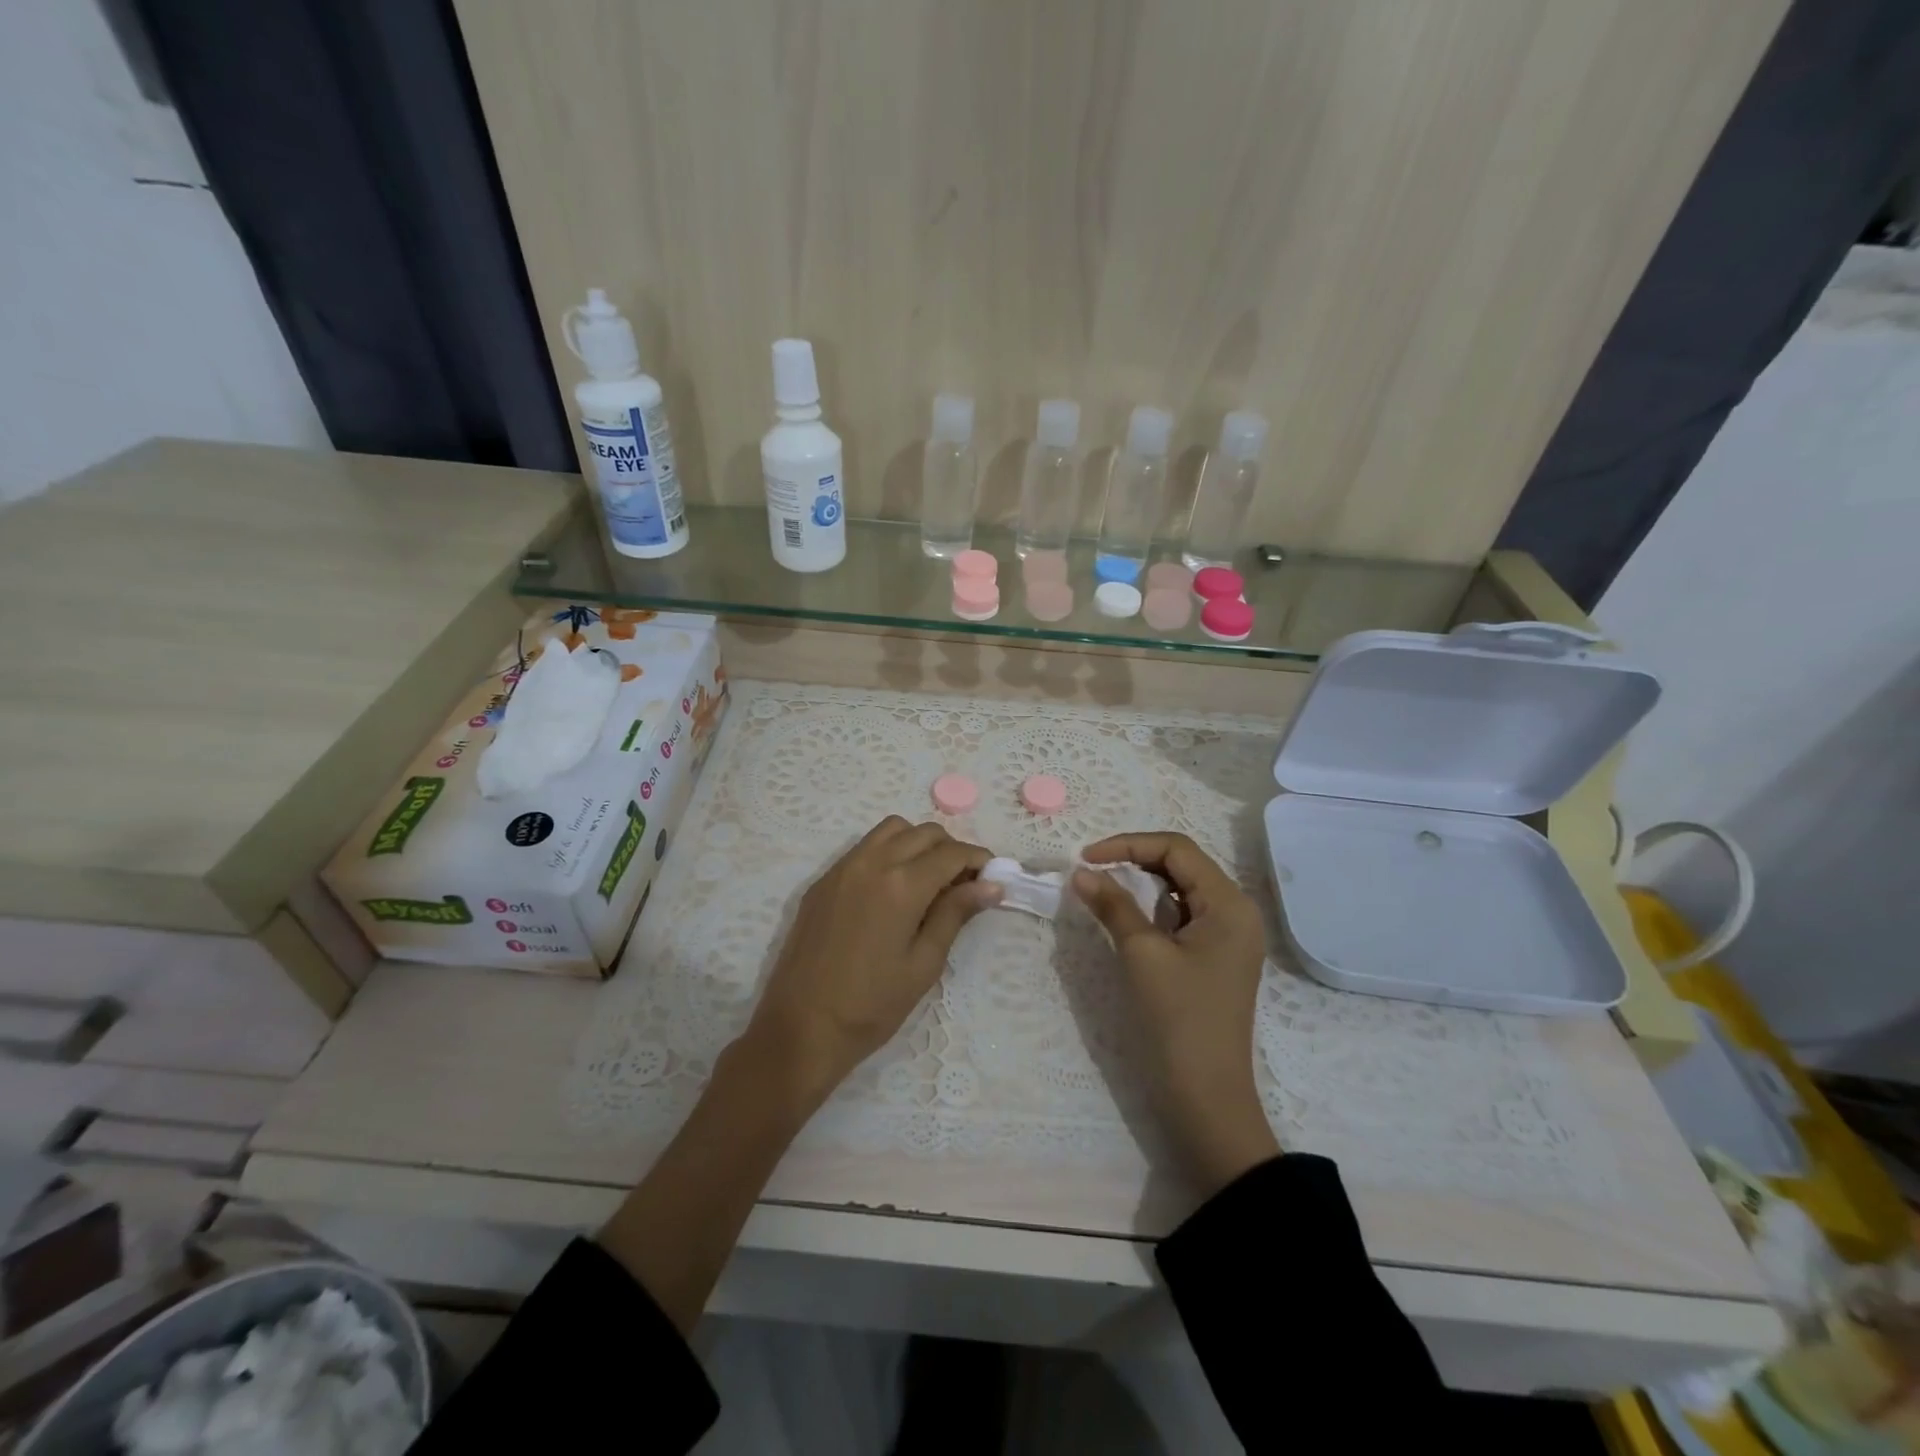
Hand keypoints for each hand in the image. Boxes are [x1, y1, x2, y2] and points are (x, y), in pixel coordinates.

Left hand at [744, 816, 999, 1107]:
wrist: (801, 1027)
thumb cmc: (872, 1005)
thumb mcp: (924, 963)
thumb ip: (955, 914)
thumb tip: (991, 884)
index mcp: (902, 884)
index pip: (952, 853)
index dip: (978, 860)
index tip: (992, 878)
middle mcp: (872, 862)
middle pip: (924, 833)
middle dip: (951, 849)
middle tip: (962, 885)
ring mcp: (843, 867)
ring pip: (892, 830)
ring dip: (918, 843)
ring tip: (928, 880)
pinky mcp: (823, 880)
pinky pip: (864, 847)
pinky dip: (888, 851)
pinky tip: (892, 888)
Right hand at [1074, 833, 1279, 1196]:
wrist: (1206, 1098)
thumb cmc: (1177, 1020)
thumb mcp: (1141, 954)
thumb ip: (1113, 905)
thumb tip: (1081, 872)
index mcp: (1230, 904)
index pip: (1177, 849)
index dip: (1128, 844)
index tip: (1085, 858)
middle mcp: (1236, 912)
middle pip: (1182, 865)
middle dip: (1135, 859)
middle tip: (1091, 869)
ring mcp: (1228, 937)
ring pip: (1181, 889)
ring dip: (1142, 882)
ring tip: (1103, 886)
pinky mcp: (1215, 958)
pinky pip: (1182, 916)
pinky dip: (1152, 908)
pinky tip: (1127, 915)